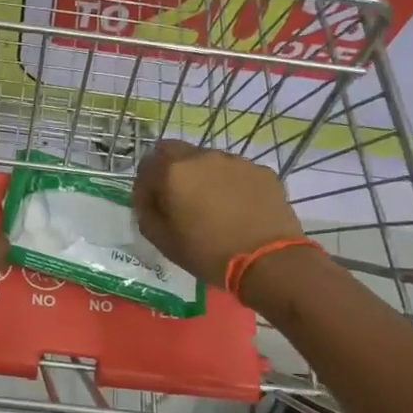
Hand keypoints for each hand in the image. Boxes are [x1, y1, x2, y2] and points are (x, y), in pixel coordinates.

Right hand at [132, 140, 304, 288]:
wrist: (267, 261)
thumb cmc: (207, 253)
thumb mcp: (162, 241)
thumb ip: (146, 212)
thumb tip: (148, 198)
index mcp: (174, 172)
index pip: (147, 165)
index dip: (145, 186)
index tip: (152, 206)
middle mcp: (203, 157)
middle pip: (176, 151)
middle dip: (170, 171)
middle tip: (178, 199)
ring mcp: (236, 161)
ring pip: (208, 160)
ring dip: (202, 176)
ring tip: (212, 206)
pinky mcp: (261, 171)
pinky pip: (236, 172)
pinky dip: (230, 184)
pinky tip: (238, 209)